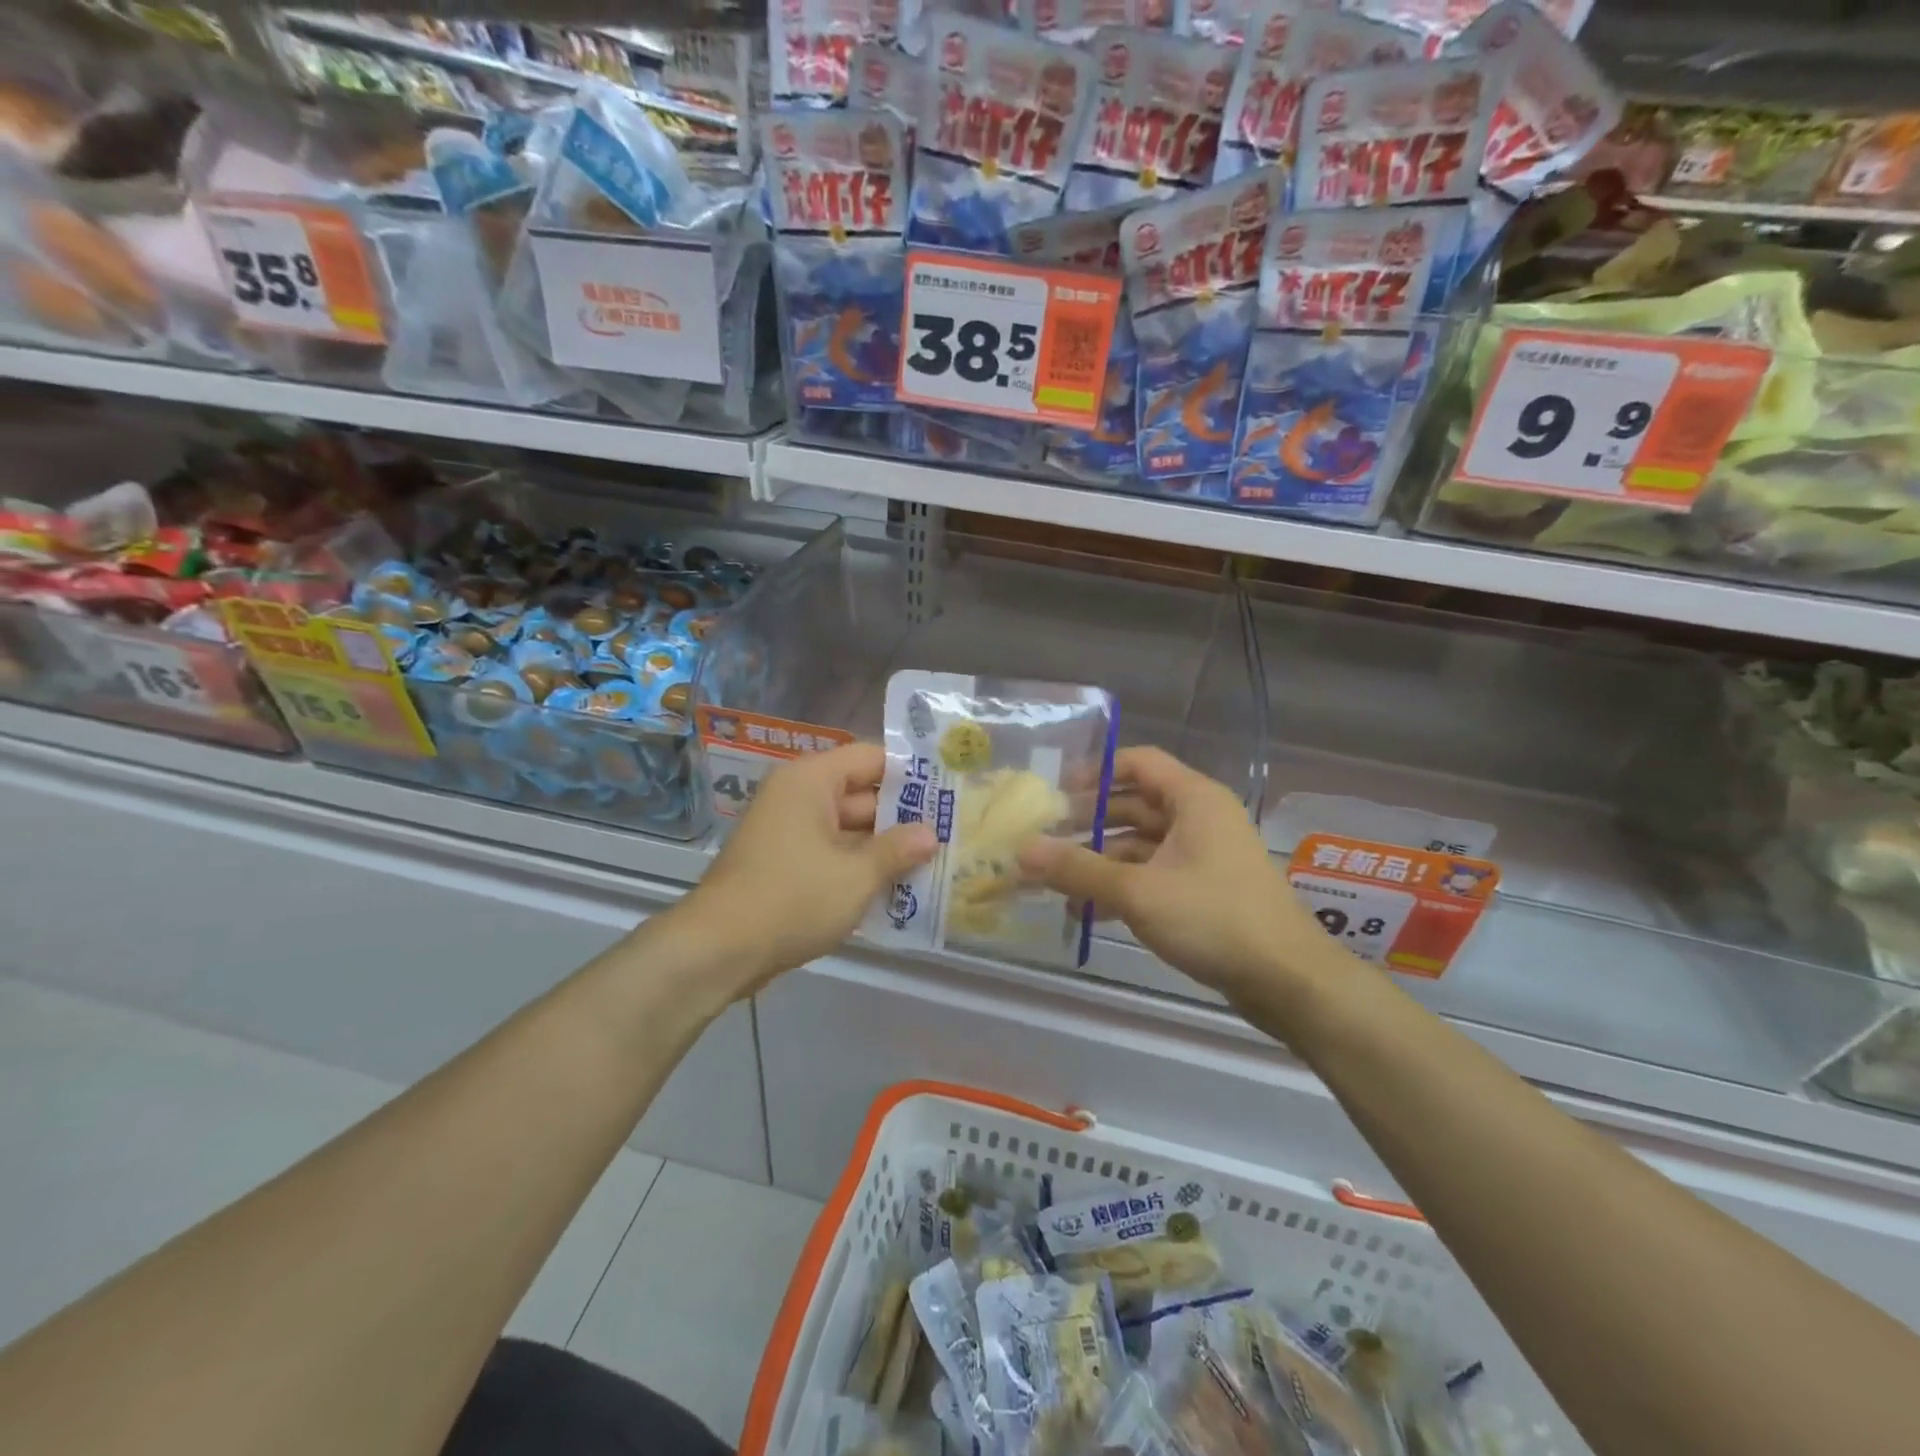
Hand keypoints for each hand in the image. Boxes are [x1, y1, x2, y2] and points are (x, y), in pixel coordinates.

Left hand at [678, 741, 936, 994]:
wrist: (719, 950)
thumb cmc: (793, 898)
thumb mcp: (856, 875)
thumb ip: (898, 849)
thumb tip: (931, 834)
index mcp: (811, 781)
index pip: (871, 758)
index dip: (911, 774)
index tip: (949, 791)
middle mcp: (798, 796)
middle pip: (862, 794)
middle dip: (903, 817)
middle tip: (951, 832)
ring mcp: (789, 832)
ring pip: (849, 829)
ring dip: (884, 847)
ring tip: (934, 862)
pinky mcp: (784, 864)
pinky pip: (831, 853)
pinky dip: (858, 867)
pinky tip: (896, 888)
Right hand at [1019, 747, 1336, 1005]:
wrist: (1287, 980)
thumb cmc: (1214, 918)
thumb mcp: (1138, 891)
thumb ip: (1078, 869)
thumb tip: (1022, 850)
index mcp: (1193, 799)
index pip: (1138, 762)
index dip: (1096, 772)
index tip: (1056, 793)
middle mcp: (1200, 818)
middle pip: (1135, 804)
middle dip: (1089, 821)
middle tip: (1045, 838)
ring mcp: (1204, 855)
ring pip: (1141, 843)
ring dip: (1100, 859)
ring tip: (1056, 880)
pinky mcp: (1204, 889)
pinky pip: (1153, 873)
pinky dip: (1122, 885)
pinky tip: (1088, 910)